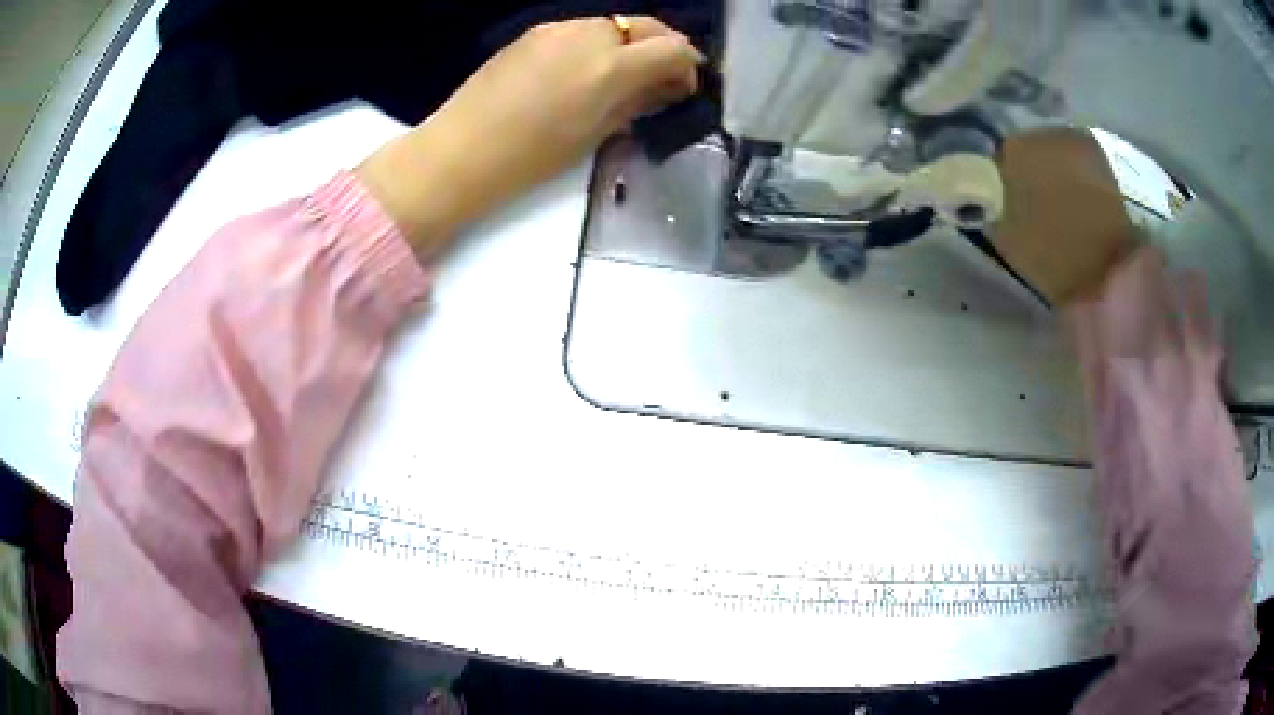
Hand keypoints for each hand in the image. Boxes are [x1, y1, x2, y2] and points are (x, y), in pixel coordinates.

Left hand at [358, 16, 704, 253]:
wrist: (462, 149)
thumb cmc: (531, 156)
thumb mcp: (595, 134)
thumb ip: (636, 103)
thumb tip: (665, 88)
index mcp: (612, 67)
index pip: (672, 49)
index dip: (688, 67)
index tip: (684, 88)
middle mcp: (591, 35)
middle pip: (646, 26)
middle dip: (663, 48)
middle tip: (662, 77)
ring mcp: (559, 28)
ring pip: (613, 25)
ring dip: (629, 44)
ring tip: (620, 75)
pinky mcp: (535, 32)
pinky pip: (581, 29)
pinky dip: (596, 44)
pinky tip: (584, 70)